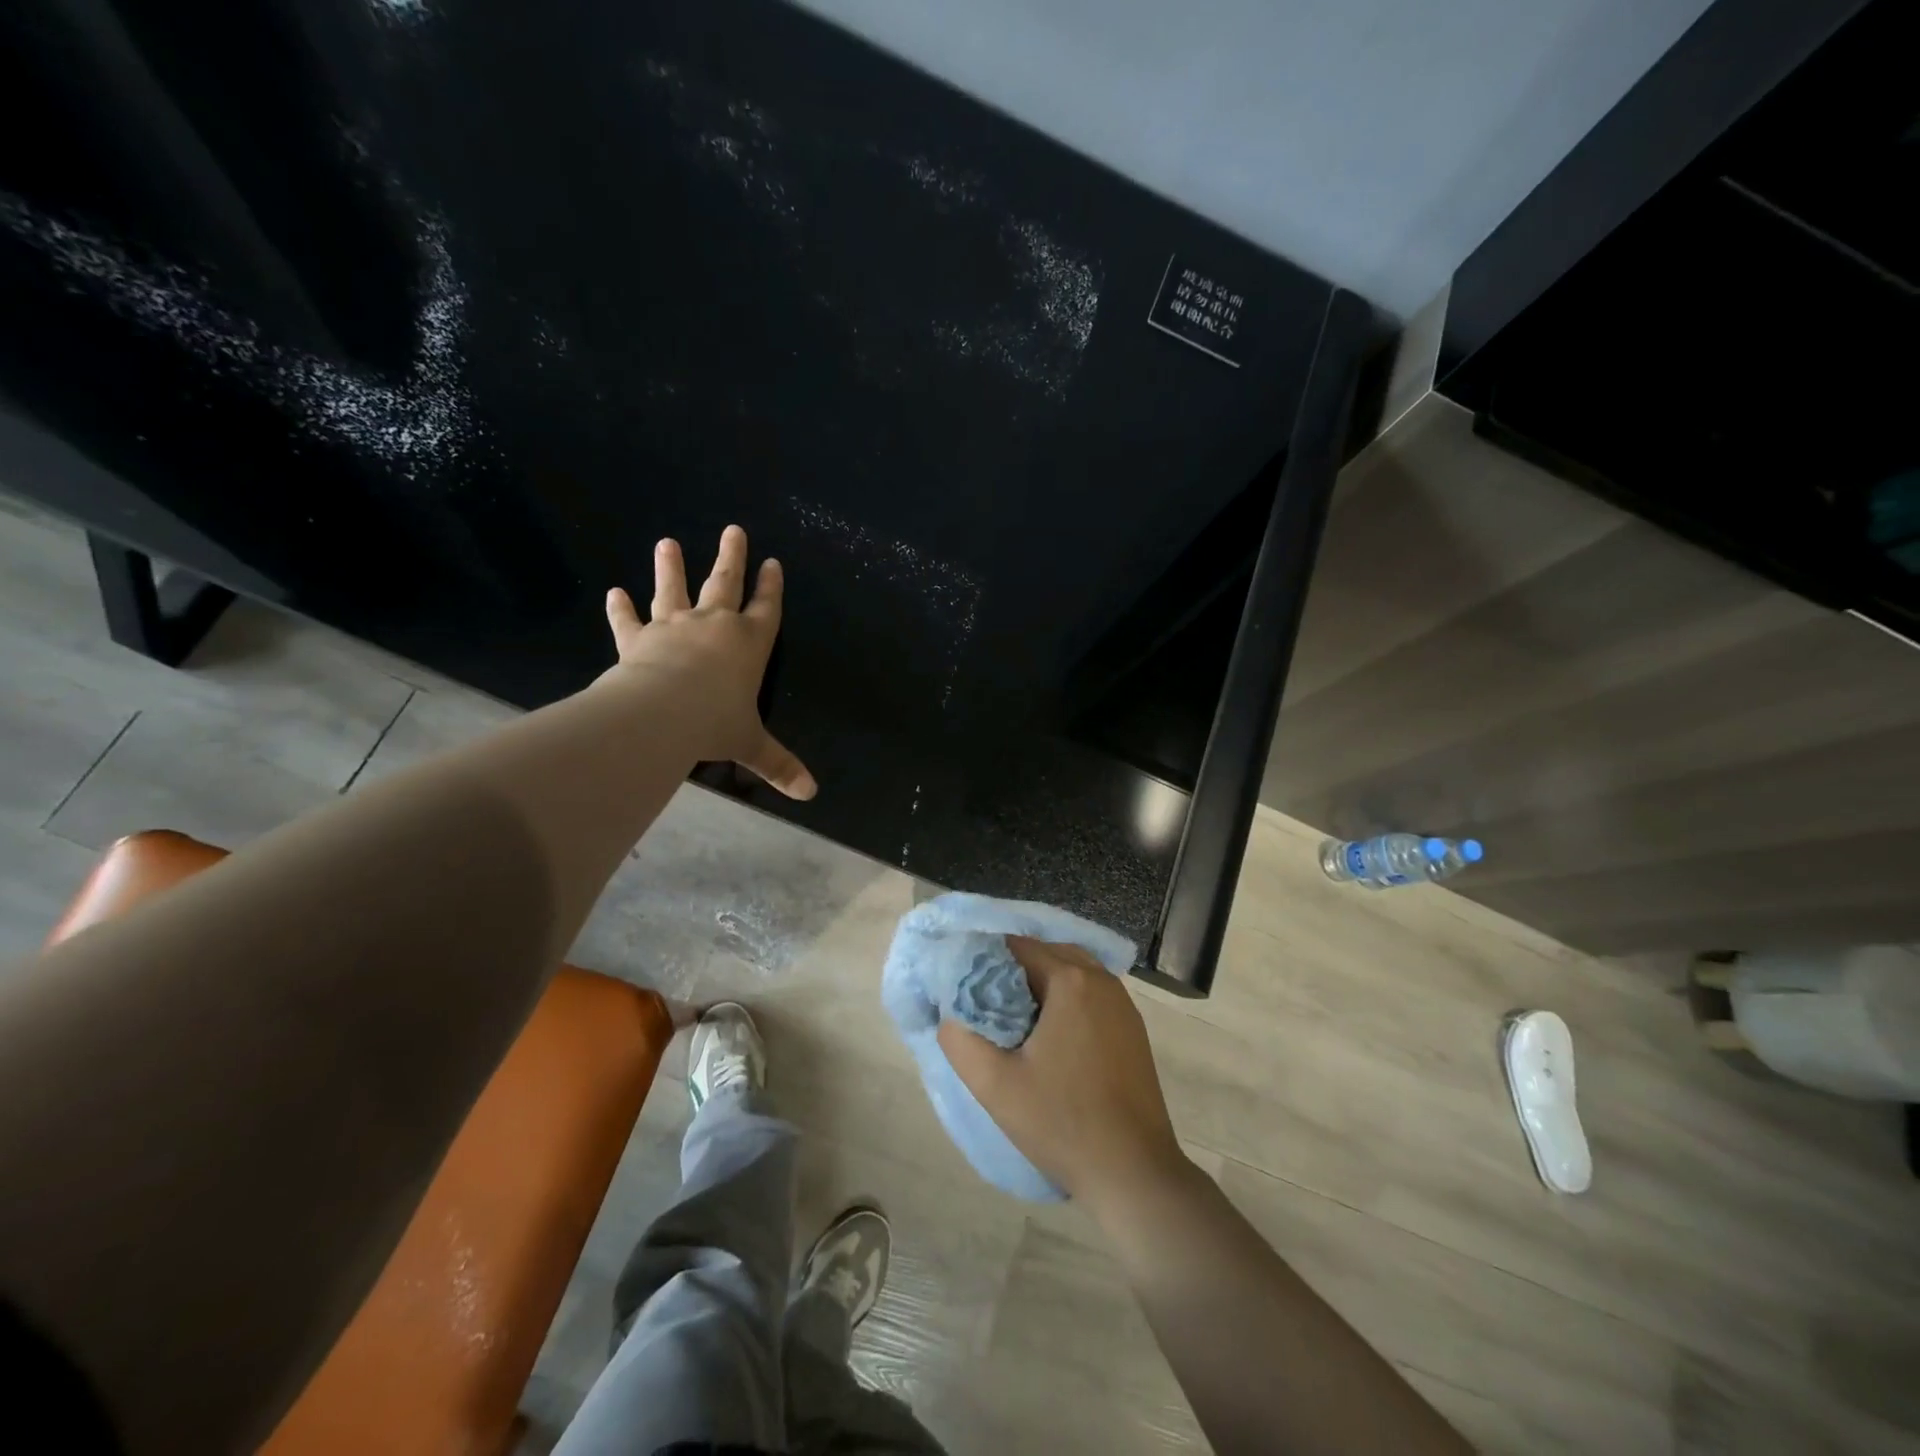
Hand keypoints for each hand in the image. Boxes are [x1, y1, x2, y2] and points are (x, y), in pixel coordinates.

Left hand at [604, 524, 815, 799]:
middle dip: (731, 558)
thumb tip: (810, 793)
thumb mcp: (752, 745)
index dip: (770, 587)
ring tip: (666, 543)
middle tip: (733, 530)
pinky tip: (614, 593)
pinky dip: (621, 609)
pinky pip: (628, 621)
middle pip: (724, 584)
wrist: (662, 714)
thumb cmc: (716, 722)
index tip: (772, 562)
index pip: (766, 609)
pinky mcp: (638, 640)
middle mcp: (714, 626)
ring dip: (670, 567)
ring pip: (673, 590)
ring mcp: (673, 628)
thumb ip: (779, 765)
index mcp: (749, 644)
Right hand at [938, 937, 1186, 1212]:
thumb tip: (949, 1014)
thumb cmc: (1061, 1122)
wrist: (1133, 1173)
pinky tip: (1050, 1039)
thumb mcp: (994, 1084)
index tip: (966, 989)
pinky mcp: (1133, 1029)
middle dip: (1014, 972)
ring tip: (1015, 1022)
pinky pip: (1091, 996)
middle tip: (987, 1006)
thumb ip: (959, 1039)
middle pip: (1047, 954)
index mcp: (1071, 981)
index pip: (1018, 946)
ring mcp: (1123, 1004)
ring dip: (1042, 987)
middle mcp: (1102, 980)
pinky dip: (1067, 1002)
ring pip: (1072, 974)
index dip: (987, 962)